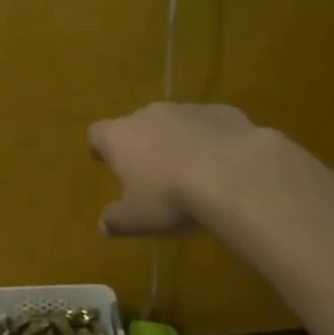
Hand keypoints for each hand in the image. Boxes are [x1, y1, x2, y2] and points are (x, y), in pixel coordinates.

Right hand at [88, 103, 263, 236]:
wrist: (235, 175)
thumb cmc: (171, 198)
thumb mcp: (136, 221)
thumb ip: (116, 221)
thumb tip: (104, 224)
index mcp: (120, 137)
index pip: (98, 133)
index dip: (100, 148)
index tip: (104, 161)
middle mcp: (149, 115)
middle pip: (136, 125)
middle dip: (141, 145)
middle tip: (150, 174)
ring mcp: (187, 109)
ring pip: (174, 123)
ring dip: (176, 142)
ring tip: (191, 172)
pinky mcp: (223, 112)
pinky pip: (208, 125)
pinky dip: (210, 140)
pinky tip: (223, 165)